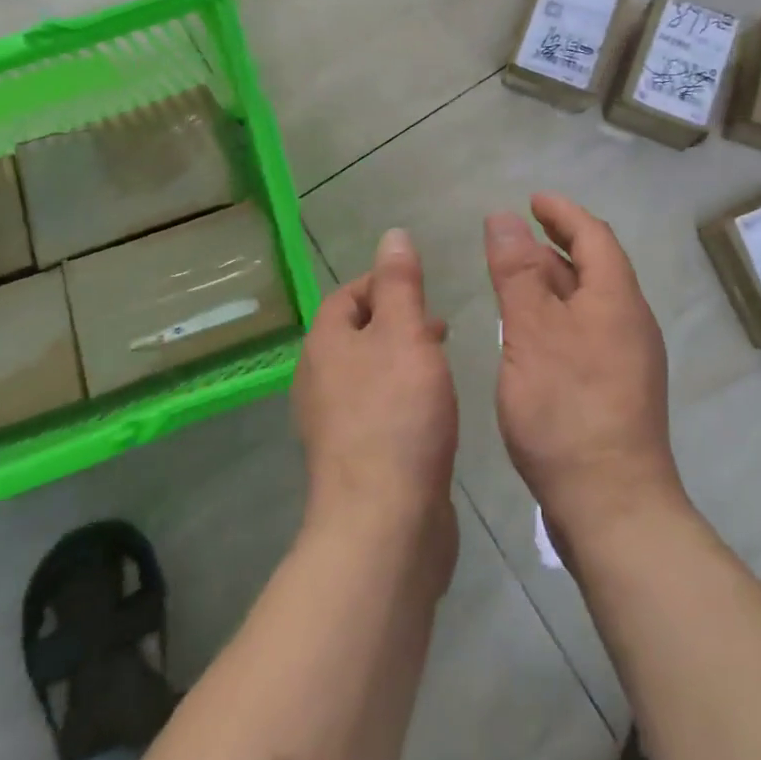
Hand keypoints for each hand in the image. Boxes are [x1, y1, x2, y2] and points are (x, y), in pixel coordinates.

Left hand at [293, 229, 458, 574]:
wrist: (384, 524)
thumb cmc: (396, 414)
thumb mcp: (405, 333)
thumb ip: (400, 283)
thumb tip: (392, 235)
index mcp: (325, 345)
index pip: (347, 295)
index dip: (383, 282)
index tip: (424, 288)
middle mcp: (319, 381)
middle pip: (357, 334)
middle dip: (397, 321)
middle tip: (439, 325)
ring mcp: (333, 425)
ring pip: (369, 373)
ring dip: (402, 359)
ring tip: (441, 362)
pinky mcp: (355, 460)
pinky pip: (377, 410)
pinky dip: (402, 397)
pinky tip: (432, 410)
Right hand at [486, 193, 685, 550]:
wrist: (613, 506)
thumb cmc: (567, 409)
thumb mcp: (532, 331)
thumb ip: (516, 272)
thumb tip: (503, 217)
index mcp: (616, 298)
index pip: (593, 235)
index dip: (562, 212)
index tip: (532, 199)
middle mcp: (629, 321)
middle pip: (593, 266)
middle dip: (555, 243)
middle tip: (516, 235)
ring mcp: (627, 358)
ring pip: (588, 301)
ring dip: (554, 281)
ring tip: (515, 277)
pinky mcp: (616, 390)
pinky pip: (586, 332)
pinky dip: (557, 316)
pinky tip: (531, 334)